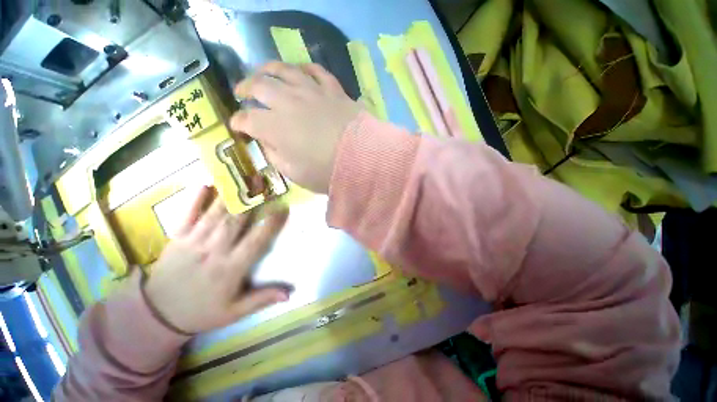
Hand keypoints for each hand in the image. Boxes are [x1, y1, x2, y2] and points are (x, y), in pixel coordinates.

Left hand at [144, 186, 288, 333]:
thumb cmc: (201, 311)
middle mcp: (214, 251)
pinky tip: (206, 184)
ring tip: (244, 178)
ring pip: (215, 214)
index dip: (271, 224)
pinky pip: (187, 214)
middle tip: (264, 183)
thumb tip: (290, 294)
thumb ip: (261, 299)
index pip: (256, 242)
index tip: (283, 209)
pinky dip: (195, 199)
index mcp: (230, 269)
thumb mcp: (234, 312)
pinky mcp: (177, 238)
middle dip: (251, 200)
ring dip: (231, 195)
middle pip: (236, 221)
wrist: (155, 314)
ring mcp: (193, 242)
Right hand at [230, 62, 361, 193]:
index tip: (237, 127)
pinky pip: (315, 71)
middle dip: (245, 88)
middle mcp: (288, 102)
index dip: (238, 123)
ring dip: (268, 69)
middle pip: (259, 86)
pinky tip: (299, 71)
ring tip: (262, 74)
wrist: (361, 159)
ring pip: (283, 70)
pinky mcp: (332, 90)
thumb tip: (266, 141)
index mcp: (275, 127)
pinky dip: (304, 69)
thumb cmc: (326, 172)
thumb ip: (275, 156)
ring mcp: (311, 92)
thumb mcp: (295, 174)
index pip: (247, 119)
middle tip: (241, 92)